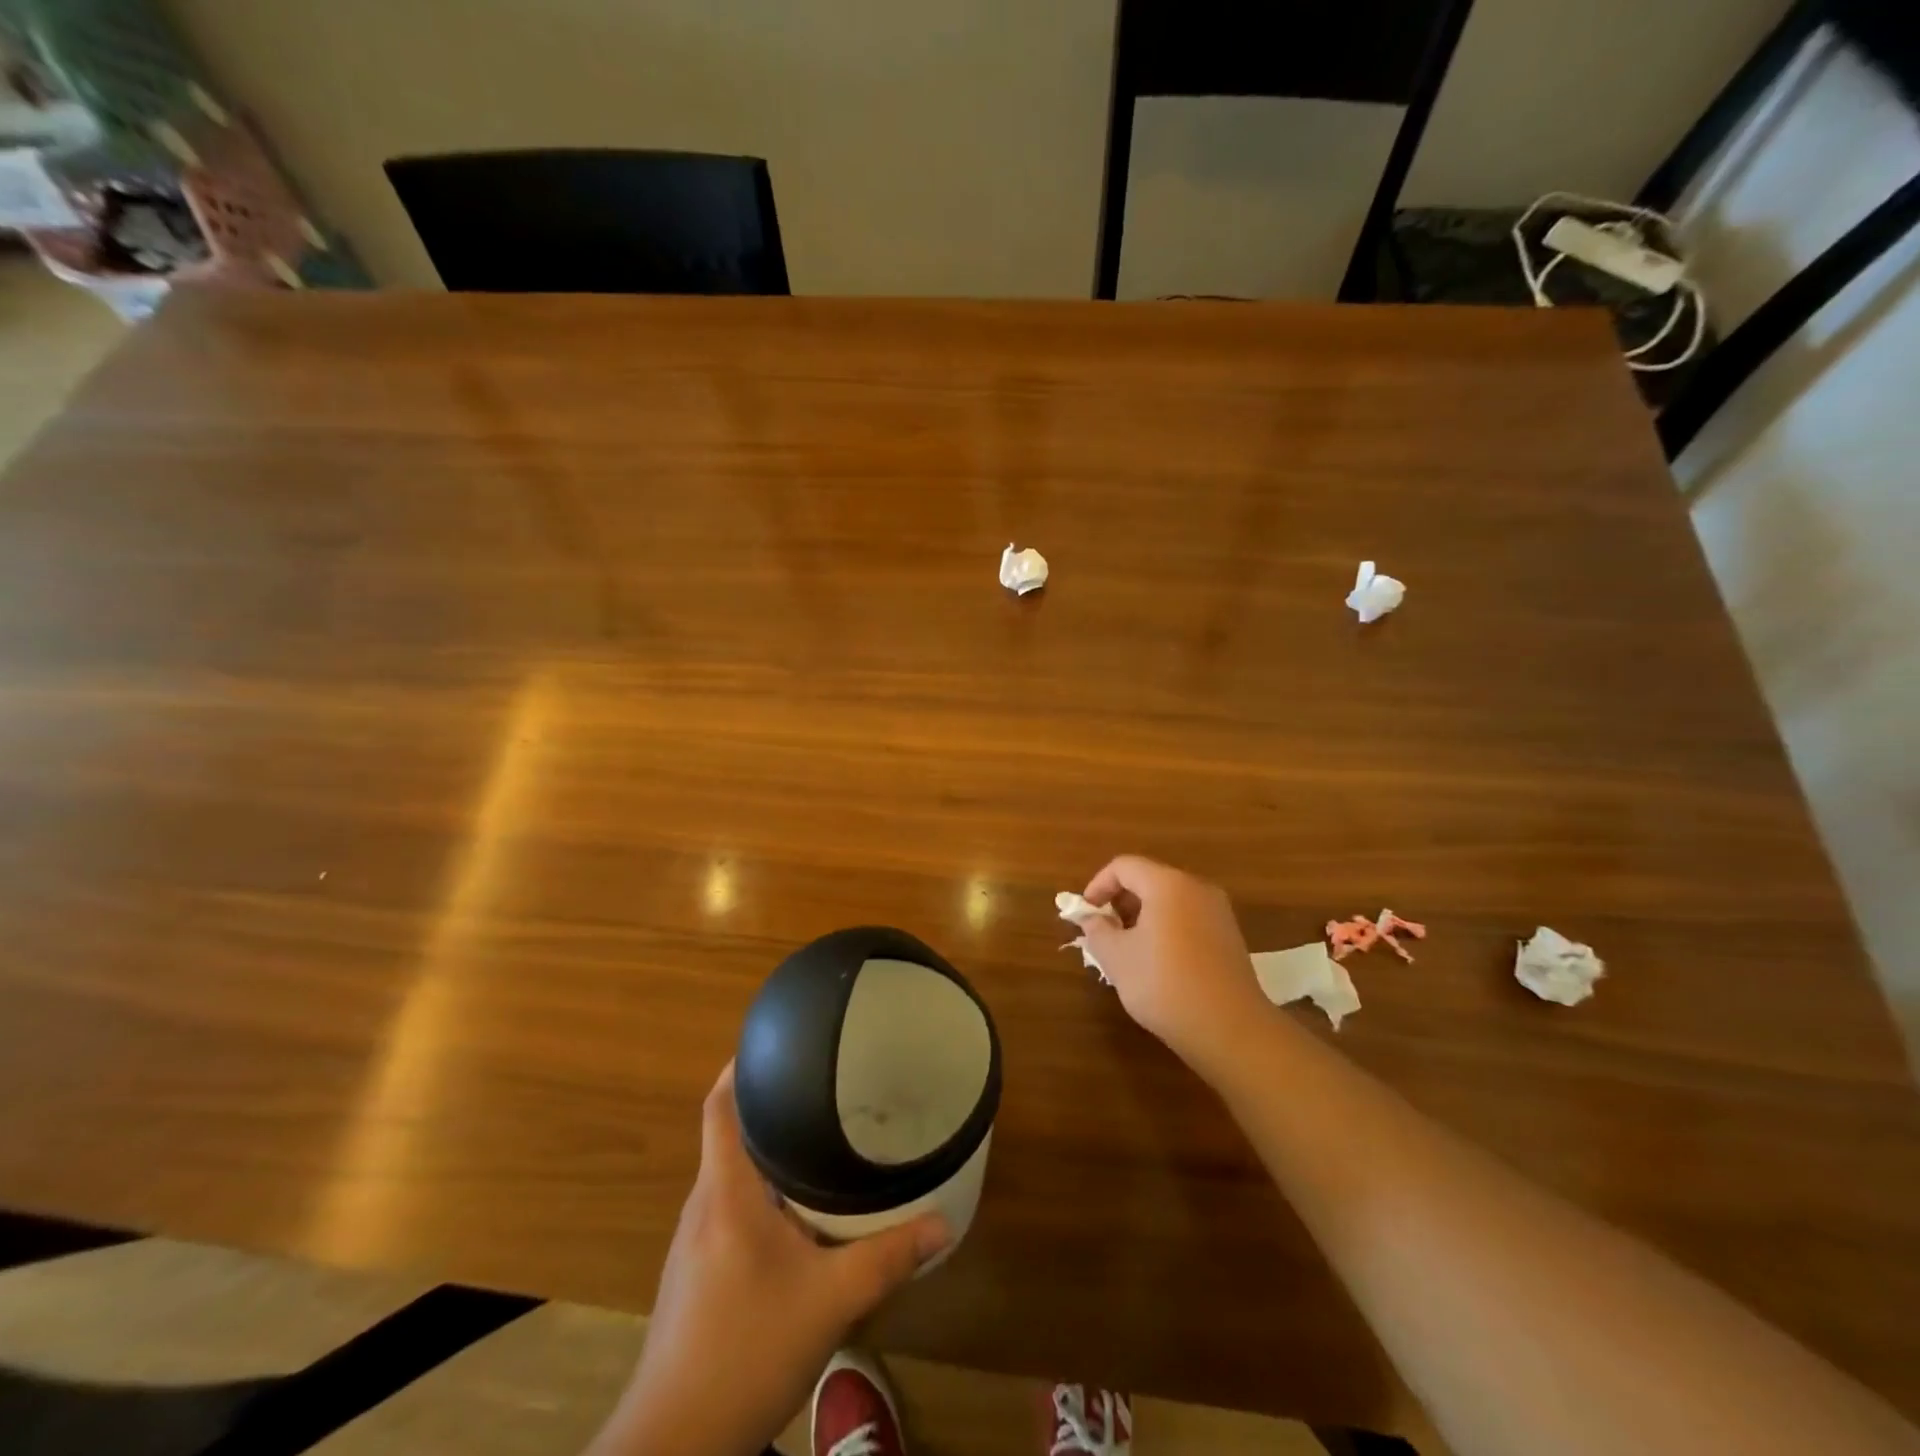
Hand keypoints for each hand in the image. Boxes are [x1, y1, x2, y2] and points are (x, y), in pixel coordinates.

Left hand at [589, 1063, 948, 1455]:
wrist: (674, 1445)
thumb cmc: (747, 1350)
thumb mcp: (830, 1302)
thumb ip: (887, 1257)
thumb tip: (942, 1223)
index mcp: (725, 1192)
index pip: (720, 1107)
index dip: (740, 1067)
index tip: (775, 1042)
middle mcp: (702, 1205)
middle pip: (728, 1134)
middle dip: (769, 1107)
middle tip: (820, 1087)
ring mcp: (692, 1242)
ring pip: (729, 1174)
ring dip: (765, 1153)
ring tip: (814, 1139)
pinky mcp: (693, 1274)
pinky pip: (727, 1208)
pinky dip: (759, 1192)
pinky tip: (793, 1212)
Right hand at [1081, 855, 1272, 1078]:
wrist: (1230, 1029)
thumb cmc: (1165, 985)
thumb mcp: (1117, 958)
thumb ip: (1097, 931)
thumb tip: (1091, 918)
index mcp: (1167, 884)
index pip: (1124, 866)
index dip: (1098, 885)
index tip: (1086, 914)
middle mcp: (1197, 888)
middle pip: (1149, 880)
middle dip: (1121, 902)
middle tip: (1104, 932)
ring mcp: (1218, 912)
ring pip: (1170, 901)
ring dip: (1143, 917)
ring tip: (1128, 950)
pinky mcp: (1230, 937)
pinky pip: (1189, 919)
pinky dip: (1166, 928)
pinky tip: (1158, 963)